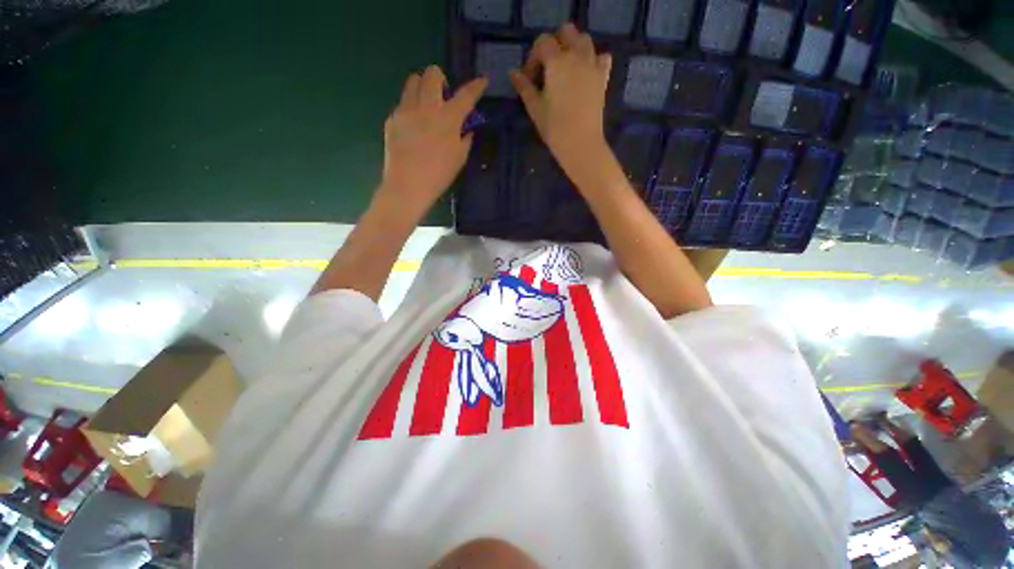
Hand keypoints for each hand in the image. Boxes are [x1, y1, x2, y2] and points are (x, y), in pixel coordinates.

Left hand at [379, 66, 486, 216]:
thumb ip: (465, 139)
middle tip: (443, 96)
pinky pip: (402, 102)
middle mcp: (426, 107)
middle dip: (441, 79)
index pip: (466, 95)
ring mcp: (406, 110)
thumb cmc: (439, 175)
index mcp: (448, 119)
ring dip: (422, 86)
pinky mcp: (392, 118)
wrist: (408, 186)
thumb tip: (466, 128)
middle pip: (432, 74)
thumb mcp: (460, 159)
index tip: (482, 80)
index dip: (476, 86)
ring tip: (426, 105)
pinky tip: (413, 126)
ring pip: (413, 81)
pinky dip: (411, 107)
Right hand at [509, 23, 611, 179]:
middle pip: (567, 32)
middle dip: (555, 43)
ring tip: (566, 68)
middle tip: (548, 66)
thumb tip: (512, 73)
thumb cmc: (554, 127)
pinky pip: (602, 57)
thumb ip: (524, 87)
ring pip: (585, 40)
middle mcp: (576, 56)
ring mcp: (592, 65)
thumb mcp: (535, 108)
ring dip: (574, 47)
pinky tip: (586, 73)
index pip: (543, 42)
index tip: (530, 77)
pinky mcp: (603, 78)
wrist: (580, 143)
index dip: (533, 57)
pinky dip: (594, 59)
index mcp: (557, 62)